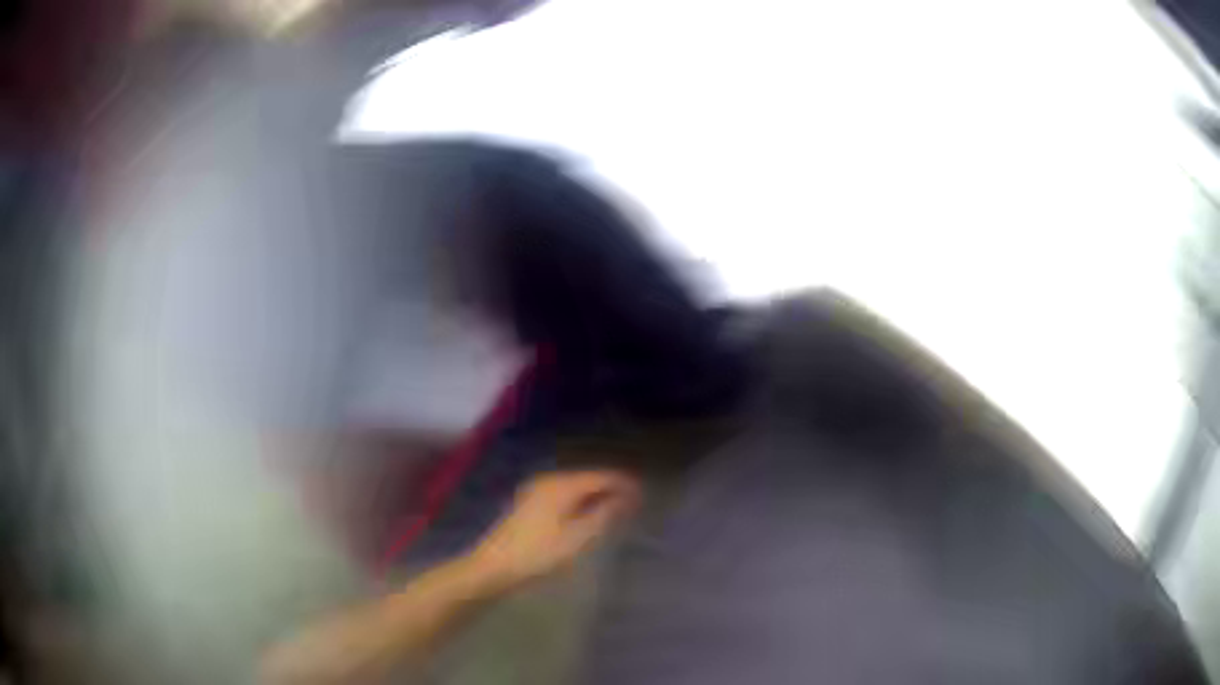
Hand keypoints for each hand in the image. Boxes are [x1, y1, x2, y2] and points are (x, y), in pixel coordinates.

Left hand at [470, 470, 640, 587]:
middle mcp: (549, 480)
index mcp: (562, 485)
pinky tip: (585, 512)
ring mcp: (535, 490)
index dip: (624, 483)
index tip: (643, 493)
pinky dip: (579, 499)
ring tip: (615, 507)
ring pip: (574, 485)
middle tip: (633, 501)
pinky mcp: (528, 503)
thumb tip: (624, 497)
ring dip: (595, 494)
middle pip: (587, 477)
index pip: (601, 476)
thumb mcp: (577, 537)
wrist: (494, 566)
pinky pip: (563, 493)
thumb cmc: (539, 554)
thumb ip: (603, 514)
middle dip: (611, 487)